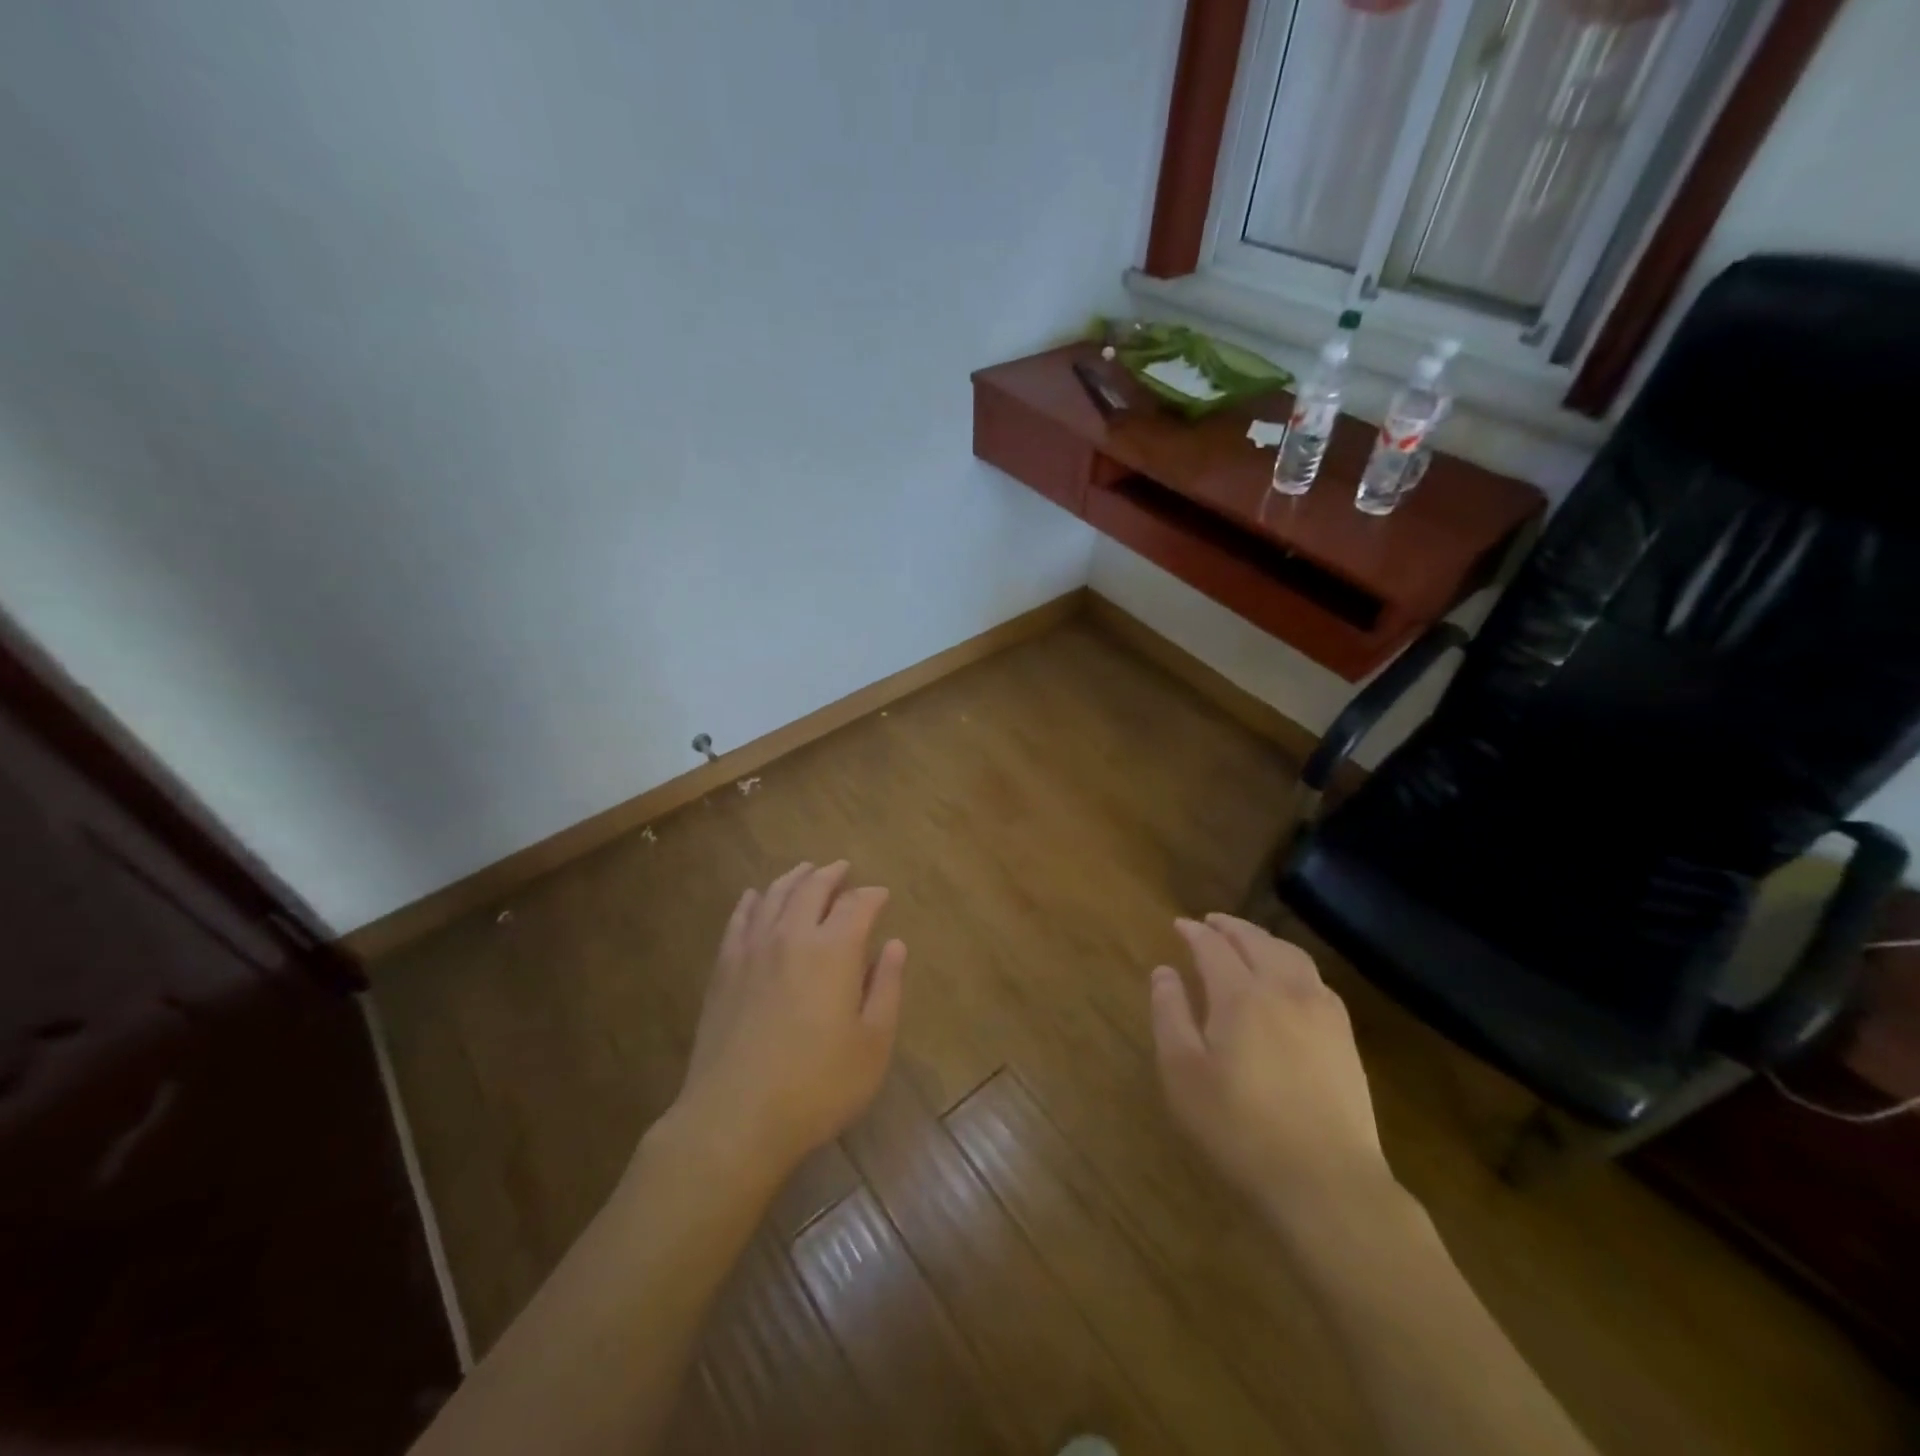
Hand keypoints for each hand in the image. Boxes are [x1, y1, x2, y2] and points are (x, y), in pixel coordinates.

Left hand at [664, 861, 905, 1187]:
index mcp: (834, 950)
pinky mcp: (724, 969)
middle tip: (843, 869)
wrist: (735, 1117)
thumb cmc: (818, 1085)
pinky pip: (740, 919)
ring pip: (775, 896)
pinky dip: (752, 901)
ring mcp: (753, 950)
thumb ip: (886, 987)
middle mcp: (793, 936)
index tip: (882, 895)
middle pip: (812, 888)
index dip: (872, 895)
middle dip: (832, 874)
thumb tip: (894, 945)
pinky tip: (755, 897)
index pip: (857, 905)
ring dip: (794, 878)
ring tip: (806, 871)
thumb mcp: (873, 1043)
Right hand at [1151, 913, 1395, 1232]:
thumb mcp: (1183, 1074)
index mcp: (1241, 995)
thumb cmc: (1240, 1128)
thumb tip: (1164, 972)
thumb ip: (1170, 1014)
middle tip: (1210, 922)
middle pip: (1256, 941)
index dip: (1194, 932)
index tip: (1180, 925)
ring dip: (1264, 940)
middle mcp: (1284, 990)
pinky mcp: (1345, 1038)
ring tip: (1247, 941)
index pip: (1213, 946)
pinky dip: (1292, 963)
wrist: (1326, 1182)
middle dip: (1230, 926)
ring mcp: (1322, 1012)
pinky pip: (1315, 979)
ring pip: (1291, 955)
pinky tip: (1288, 980)